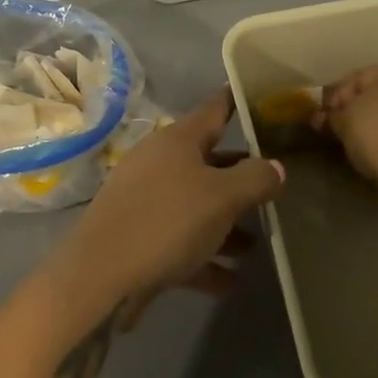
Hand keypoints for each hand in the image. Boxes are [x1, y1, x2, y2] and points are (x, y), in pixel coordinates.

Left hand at [39, 89, 284, 326]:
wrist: (100, 276)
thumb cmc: (167, 221)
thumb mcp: (222, 197)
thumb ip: (255, 179)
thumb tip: (276, 167)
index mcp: (178, 139)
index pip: (215, 108)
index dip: (238, 100)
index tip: (264, 96)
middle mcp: (160, 162)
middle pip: (209, 161)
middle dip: (241, 175)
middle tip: (276, 183)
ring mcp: (146, 200)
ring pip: (196, 205)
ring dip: (226, 224)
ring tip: (258, 244)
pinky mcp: (139, 238)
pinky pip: (181, 242)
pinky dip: (205, 257)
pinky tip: (231, 281)